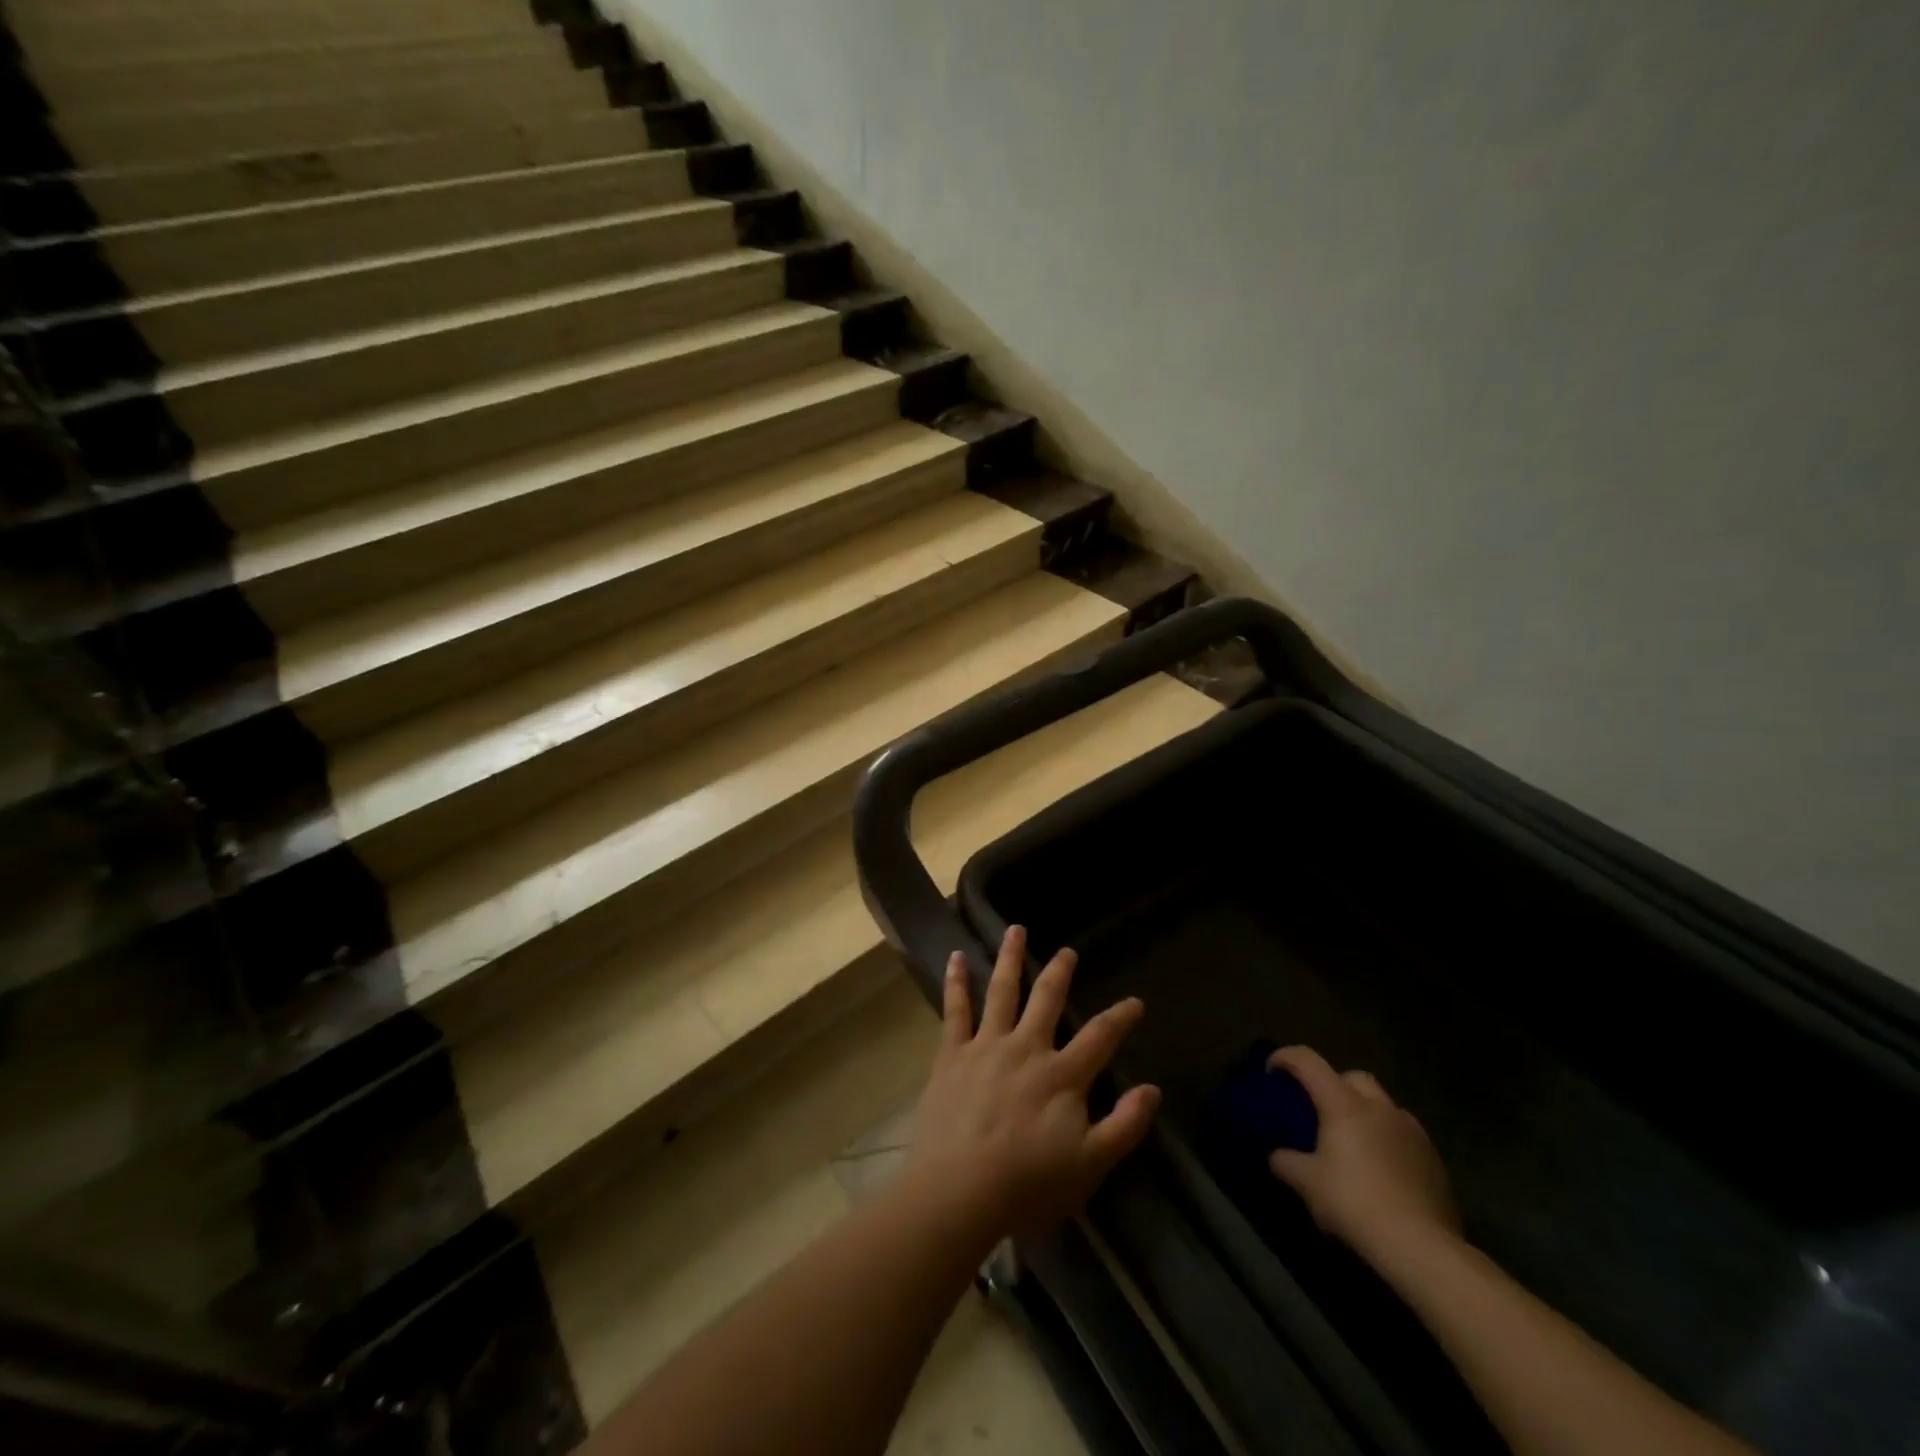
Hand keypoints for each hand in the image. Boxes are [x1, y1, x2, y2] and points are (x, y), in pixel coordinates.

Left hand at [904, 926, 1160, 1244]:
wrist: (959, 1189)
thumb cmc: (1027, 1184)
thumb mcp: (1090, 1165)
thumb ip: (1123, 1126)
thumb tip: (1153, 1090)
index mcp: (1062, 1075)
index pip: (1100, 1037)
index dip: (1120, 1017)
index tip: (1135, 1002)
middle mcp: (1027, 1048)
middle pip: (1048, 1000)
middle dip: (1060, 973)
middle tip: (1067, 951)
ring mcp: (987, 1045)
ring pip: (1002, 991)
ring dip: (1011, 958)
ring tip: (1016, 930)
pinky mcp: (952, 1053)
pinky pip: (955, 1009)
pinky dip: (956, 981)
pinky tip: (955, 957)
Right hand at [1266, 1046, 1459, 1261]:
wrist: (1422, 1248)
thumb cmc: (1356, 1204)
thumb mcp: (1308, 1184)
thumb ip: (1286, 1162)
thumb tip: (1278, 1156)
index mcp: (1344, 1104)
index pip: (1308, 1061)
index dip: (1285, 1058)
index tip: (1272, 1072)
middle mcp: (1380, 1107)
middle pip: (1352, 1077)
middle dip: (1333, 1085)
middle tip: (1320, 1111)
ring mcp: (1412, 1131)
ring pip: (1383, 1105)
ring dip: (1365, 1113)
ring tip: (1354, 1143)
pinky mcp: (1434, 1159)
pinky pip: (1403, 1134)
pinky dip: (1387, 1140)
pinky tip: (1382, 1170)